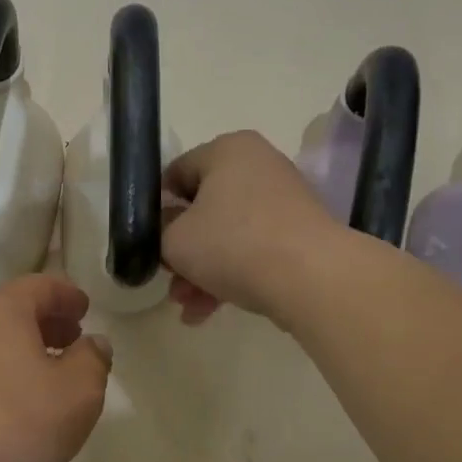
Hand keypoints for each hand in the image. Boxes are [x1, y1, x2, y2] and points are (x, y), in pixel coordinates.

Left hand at [0, 274, 112, 461]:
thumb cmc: (14, 422)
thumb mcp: (77, 392)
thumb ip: (93, 361)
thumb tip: (92, 344)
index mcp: (2, 309)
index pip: (41, 285)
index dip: (68, 294)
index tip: (86, 309)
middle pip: (15, 310)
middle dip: (49, 321)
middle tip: (75, 338)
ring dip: (29, 349)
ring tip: (56, 374)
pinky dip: (10, 372)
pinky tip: (26, 404)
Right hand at [162, 131, 339, 324]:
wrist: (313, 278)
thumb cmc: (233, 244)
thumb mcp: (174, 239)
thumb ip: (159, 229)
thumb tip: (168, 227)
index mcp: (227, 150)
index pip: (175, 174)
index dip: (155, 210)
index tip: (148, 242)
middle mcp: (258, 165)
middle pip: (202, 208)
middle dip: (181, 250)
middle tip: (169, 280)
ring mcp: (283, 199)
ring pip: (226, 234)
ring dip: (201, 270)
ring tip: (187, 306)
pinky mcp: (299, 233)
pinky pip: (252, 249)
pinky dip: (230, 275)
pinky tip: (208, 311)